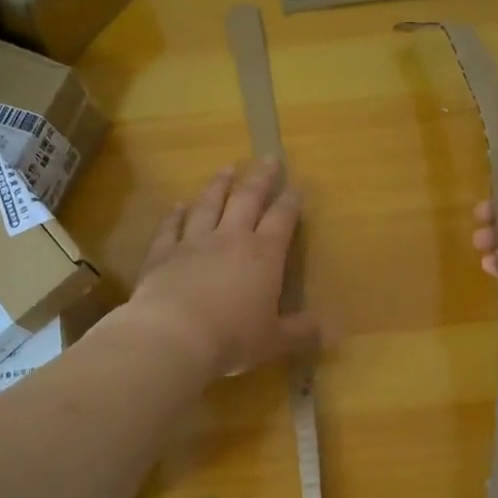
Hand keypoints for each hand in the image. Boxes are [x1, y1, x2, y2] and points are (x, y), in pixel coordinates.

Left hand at [125, 160, 318, 378]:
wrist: (173, 336)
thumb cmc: (232, 338)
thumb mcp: (275, 340)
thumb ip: (303, 332)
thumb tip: (335, 332)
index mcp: (264, 255)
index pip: (282, 219)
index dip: (291, 202)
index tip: (297, 185)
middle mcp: (230, 238)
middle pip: (247, 199)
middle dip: (260, 178)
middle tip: (268, 157)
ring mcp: (194, 242)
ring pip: (208, 204)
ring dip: (219, 185)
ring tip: (226, 168)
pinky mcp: (163, 253)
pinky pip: (170, 227)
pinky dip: (175, 214)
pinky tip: (178, 204)